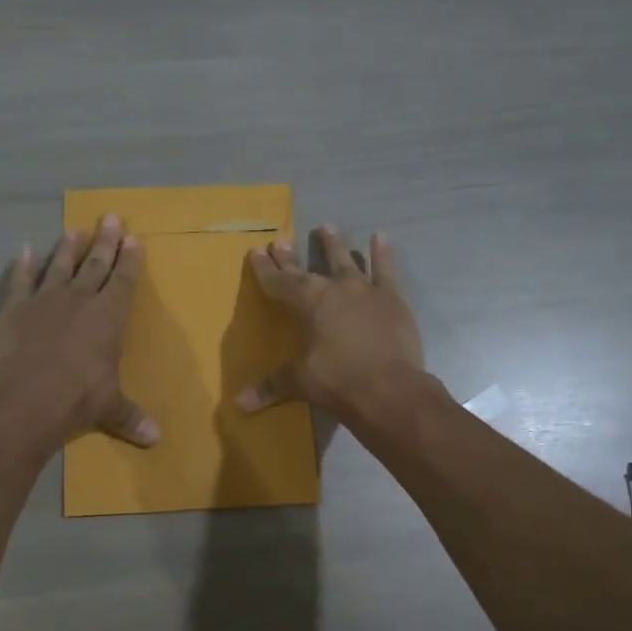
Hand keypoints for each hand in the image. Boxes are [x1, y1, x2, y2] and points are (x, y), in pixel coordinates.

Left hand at [0, 215, 159, 447]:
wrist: (25, 400)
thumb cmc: (77, 400)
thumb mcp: (110, 408)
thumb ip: (130, 417)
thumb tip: (155, 440)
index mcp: (108, 318)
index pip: (123, 281)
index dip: (130, 260)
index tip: (134, 238)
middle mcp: (79, 300)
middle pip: (95, 264)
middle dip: (105, 241)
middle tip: (111, 217)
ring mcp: (44, 301)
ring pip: (60, 266)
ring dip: (68, 248)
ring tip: (75, 229)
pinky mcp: (14, 309)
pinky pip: (20, 281)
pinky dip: (23, 266)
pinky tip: (25, 251)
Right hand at [236, 226, 425, 419]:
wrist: (390, 389)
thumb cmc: (338, 382)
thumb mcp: (300, 383)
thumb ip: (271, 386)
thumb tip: (239, 404)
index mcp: (307, 303)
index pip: (279, 282)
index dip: (266, 269)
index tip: (256, 251)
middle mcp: (334, 288)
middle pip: (307, 270)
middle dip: (290, 257)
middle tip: (281, 239)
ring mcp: (365, 290)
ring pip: (346, 261)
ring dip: (335, 245)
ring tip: (327, 226)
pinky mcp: (392, 299)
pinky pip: (386, 271)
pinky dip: (383, 254)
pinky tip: (381, 237)